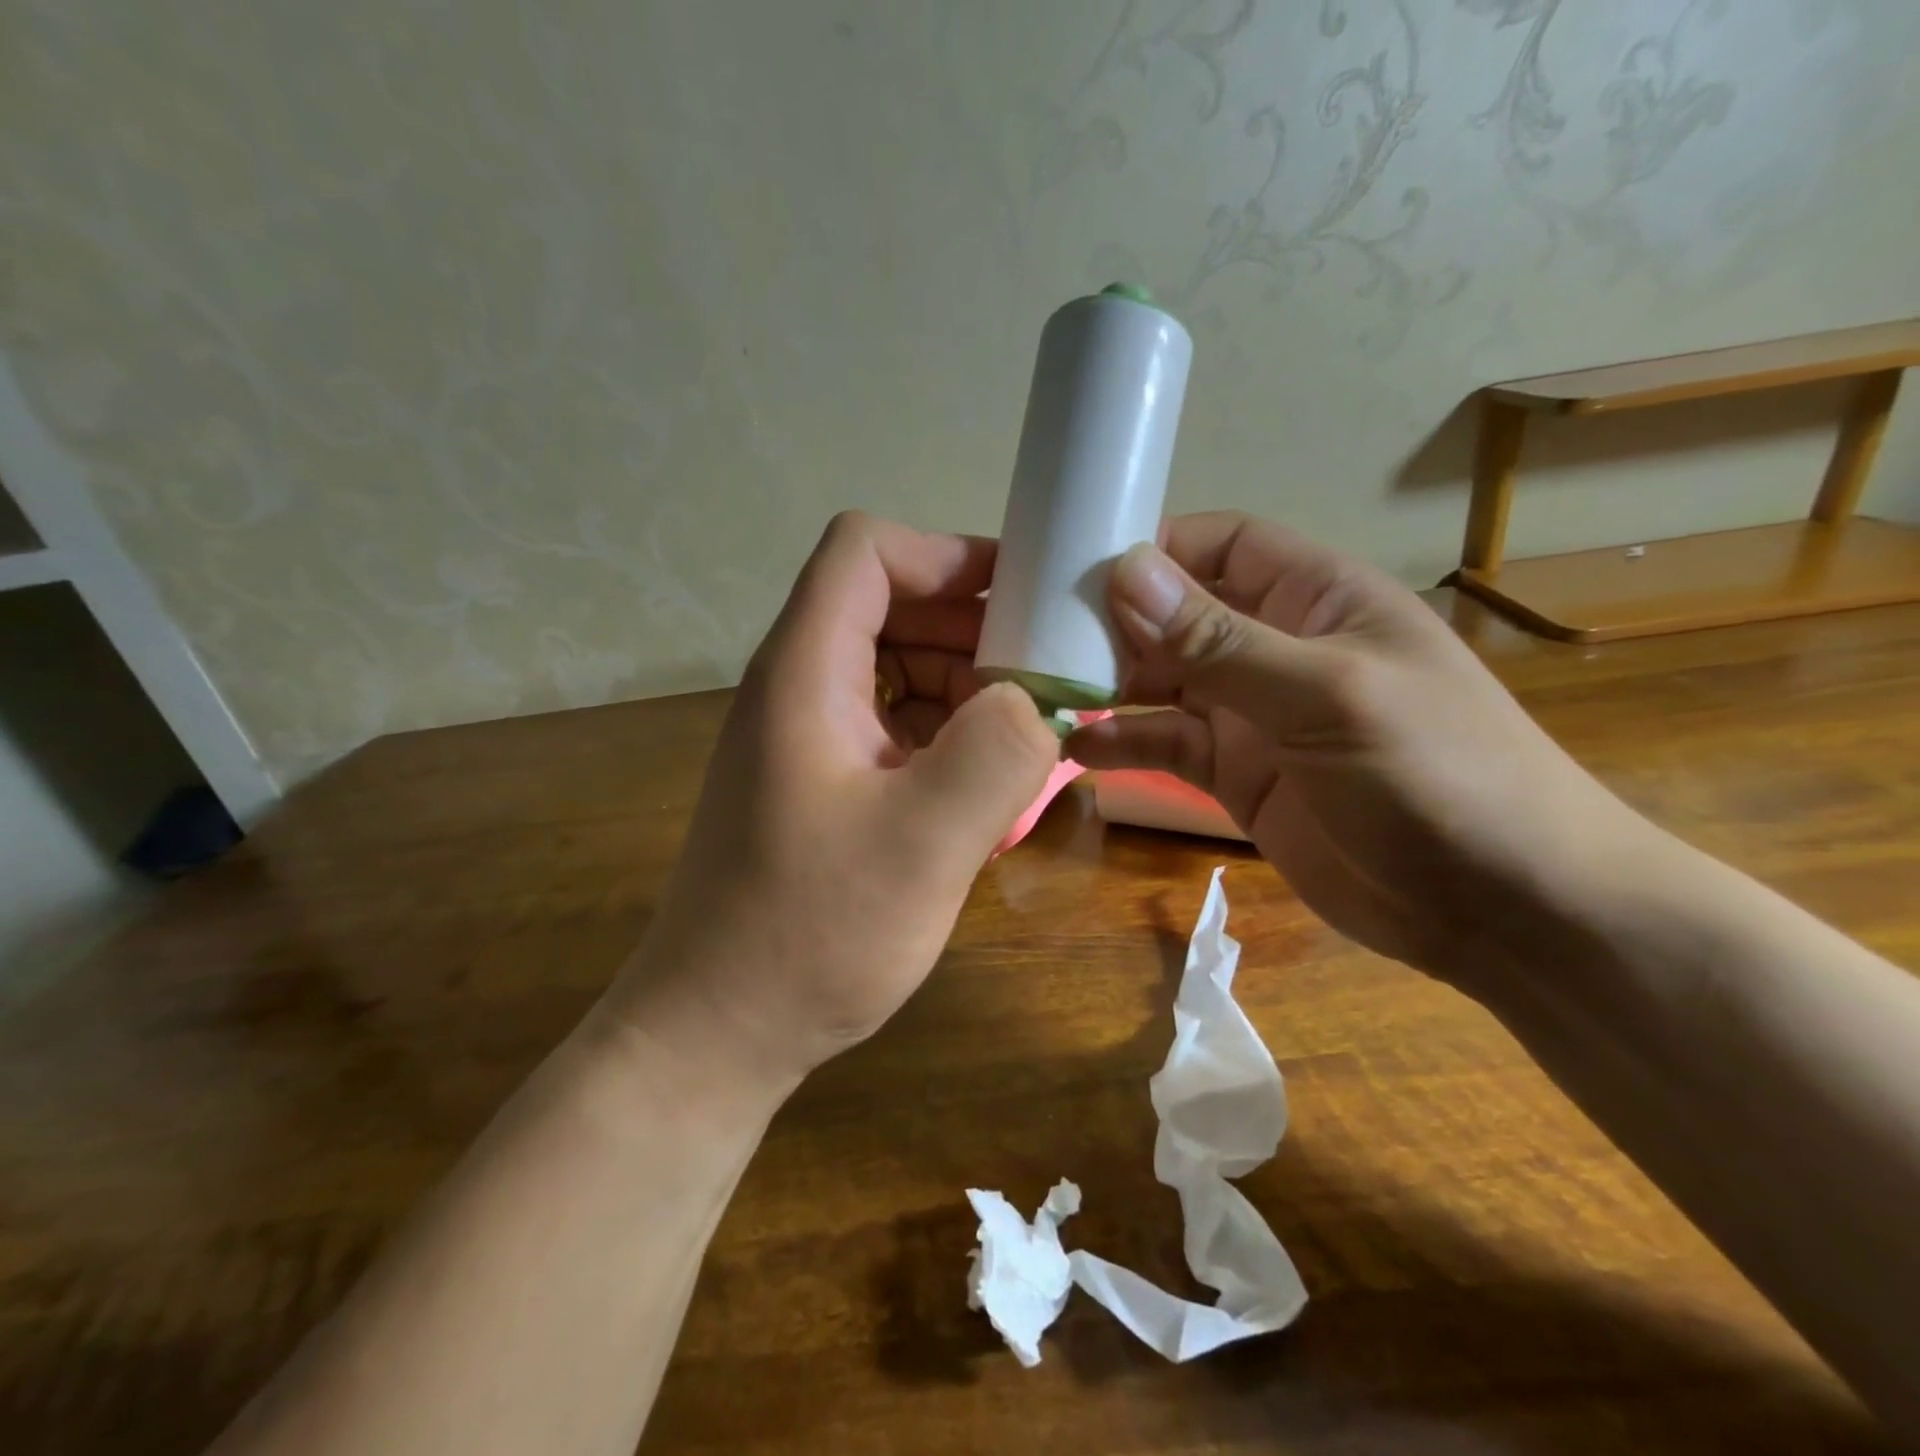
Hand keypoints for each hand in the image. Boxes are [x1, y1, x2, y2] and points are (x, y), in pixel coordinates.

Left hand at [605, 512, 1059, 1091]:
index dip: (944, 556)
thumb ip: (994, 756)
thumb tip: (1032, 702)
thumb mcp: (923, 847)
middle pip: (886, 604)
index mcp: (806, 673)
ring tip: (1028, 733)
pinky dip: (945, 732)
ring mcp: (807, 737)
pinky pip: (892, 724)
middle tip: (1044, 675)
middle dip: (970, 626)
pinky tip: (987, 781)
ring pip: (894, 666)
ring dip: (964, 684)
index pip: (865, 551)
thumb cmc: (810, 935)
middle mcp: (798, 688)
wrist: (719, 1029)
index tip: (1017, 602)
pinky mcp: (820, 782)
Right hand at [1066, 513, 1644, 981]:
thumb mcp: (1325, 694)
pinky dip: (1124, 744)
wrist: (1501, 909)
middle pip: (1178, 615)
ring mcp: (1253, 715)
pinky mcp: (1236, 775)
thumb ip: (1221, 641)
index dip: (1155, 549)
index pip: (1222, 546)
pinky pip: (1167, 746)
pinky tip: (1078, 752)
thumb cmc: (1436, 773)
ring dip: (1108, 687)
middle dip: (1114, 624)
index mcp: (1315, 599)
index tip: (1076, 570)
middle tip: (1038, 642)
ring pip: (1163, 683)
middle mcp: (1276, 647)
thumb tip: (1125, 573)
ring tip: (1043, 696)